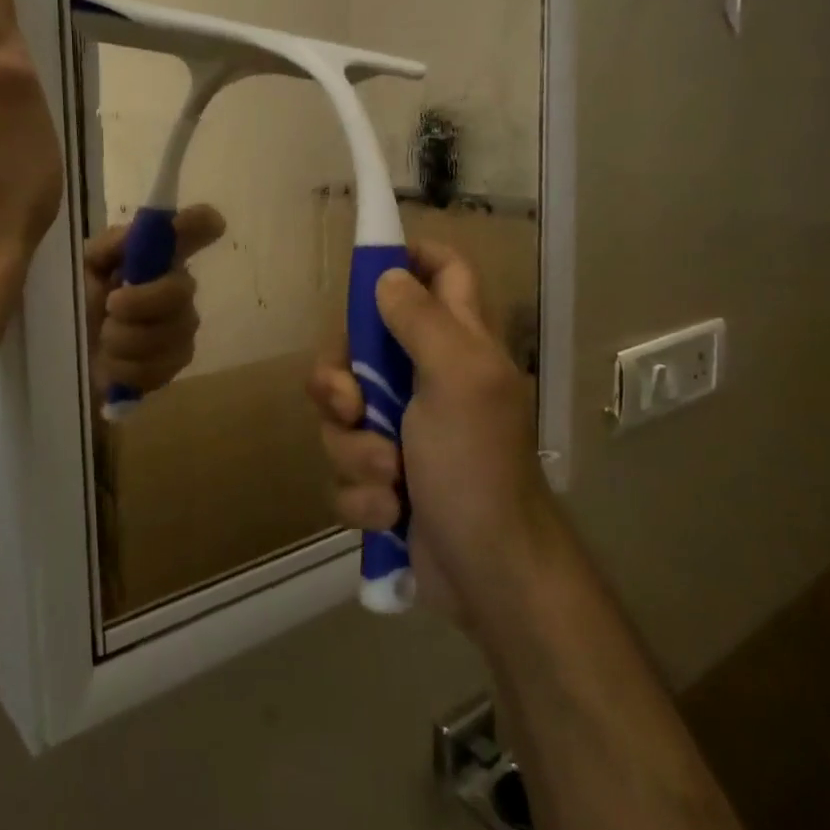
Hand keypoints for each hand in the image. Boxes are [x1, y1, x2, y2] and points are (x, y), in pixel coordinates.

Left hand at [83, 206, 225, 396]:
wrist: (64, 357)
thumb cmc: (74, 304)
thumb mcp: (82, 268)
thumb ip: (110, 246)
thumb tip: (142, 229)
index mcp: (154, 255)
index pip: (193, 229)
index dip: (201, 224)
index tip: (214, 224)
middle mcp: (176, 285)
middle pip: (182, 290)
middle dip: (142, 302)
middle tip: (111, 307)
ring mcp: (181, 326)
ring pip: (171, 333)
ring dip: (126, 339)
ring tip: (103, 339)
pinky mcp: (175, 363)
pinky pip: (162, 366)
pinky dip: (127, 367)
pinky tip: (113, 363)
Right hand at [307, 241, 557, 628]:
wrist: (487, 573)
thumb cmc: (478, 465)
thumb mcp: (457, 378)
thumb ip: (422, 320)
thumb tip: (387, 276)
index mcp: (455, 343)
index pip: (442, 272)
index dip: (409, 256)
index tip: (367, 267)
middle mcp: (426, 378)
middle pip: (359, 347)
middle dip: (341, 381)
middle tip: (352, 405)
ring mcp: (401, 431)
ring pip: (342, 416)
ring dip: (357, 451)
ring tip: (391, 479)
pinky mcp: (383, 478)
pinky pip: (346, 468)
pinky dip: (363, 493)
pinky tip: (390, 512)